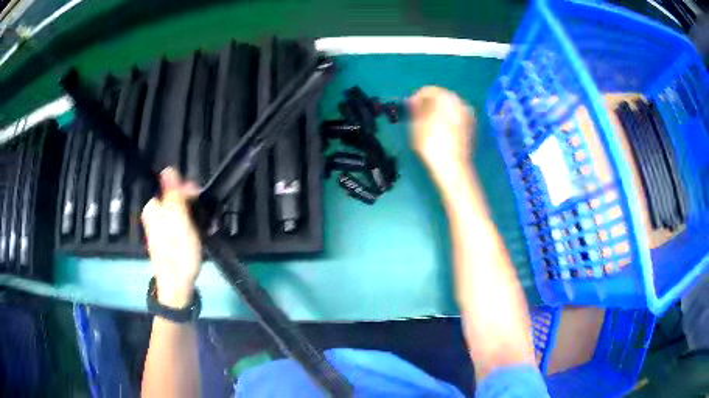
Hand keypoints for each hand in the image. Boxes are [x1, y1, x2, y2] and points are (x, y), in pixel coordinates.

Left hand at [142, 168, 201, 307]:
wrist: (177, 286)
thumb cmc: (178, 253)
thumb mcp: (177, 220)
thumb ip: (173, 194)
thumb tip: (167, 169)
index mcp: (153, 208)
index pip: (171, 186)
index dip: (188, 191)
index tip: (201, 199)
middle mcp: (155, 215)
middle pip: (175, 199)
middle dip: (192, 204)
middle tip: (206, 216)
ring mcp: (161, 228)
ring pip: (180, 211)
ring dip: (194, 215)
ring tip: (206, 226)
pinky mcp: (169, 239)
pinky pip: (181, 224)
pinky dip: (191, 226)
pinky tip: (200, 233)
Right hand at [409, 86, 475, 180]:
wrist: (453, 167)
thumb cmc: (433, 144)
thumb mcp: (417, 125)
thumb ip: (416, 109)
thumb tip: (414, 102)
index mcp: (447, 98)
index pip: (429, 90)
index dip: (417, 97)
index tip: (409, 106)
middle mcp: (460, 102)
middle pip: (442, 97)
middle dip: (429, 103)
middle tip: (417, 114)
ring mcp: (468, 114)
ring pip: (450, 107)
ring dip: (439, 111)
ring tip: (427, 122)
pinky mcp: (471, 126)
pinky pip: (456, 116)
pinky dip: (448, 119)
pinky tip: (439, 129)